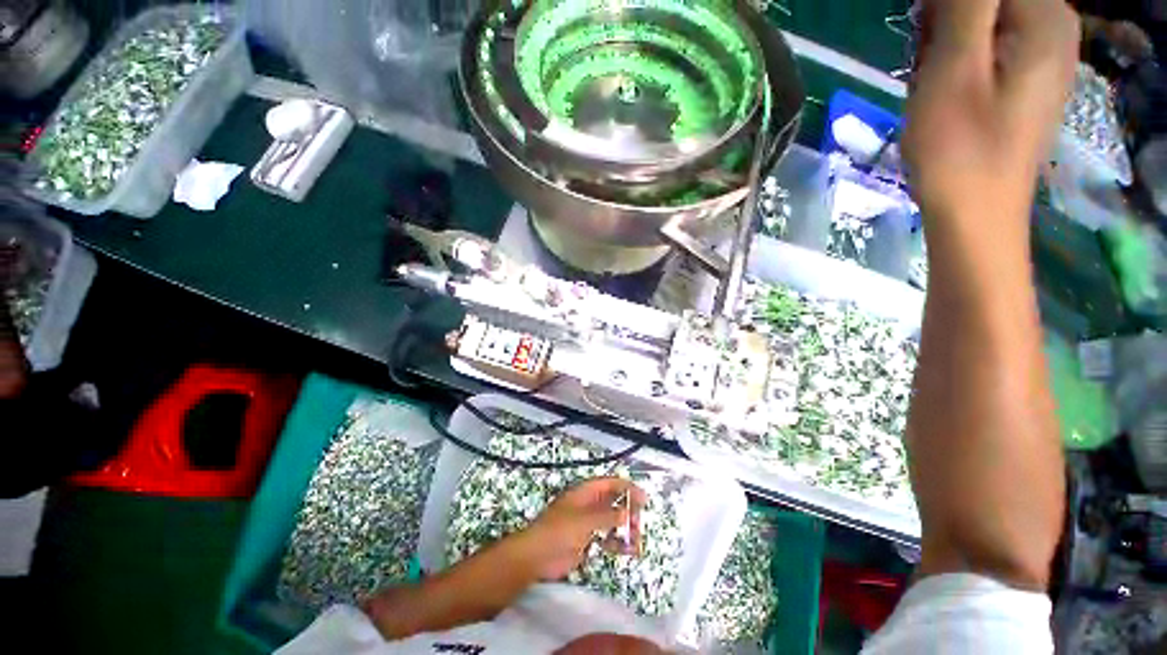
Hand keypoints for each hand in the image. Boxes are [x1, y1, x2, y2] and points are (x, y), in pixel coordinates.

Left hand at [517, 477, 645, 580]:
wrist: (536, 557)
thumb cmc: (558, 531)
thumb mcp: (584, 520)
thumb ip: (607, 516)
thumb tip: (628, 513)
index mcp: (585, 493)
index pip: (610, 484)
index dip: (627, 488)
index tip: (643, 498)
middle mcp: (588, 505)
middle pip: (613, 502)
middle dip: (628, 510)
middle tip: (639, 522)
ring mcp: (587, 523)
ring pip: (612, 521)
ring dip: (625, 529)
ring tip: (636, 541)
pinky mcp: (586, 541)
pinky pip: (606, 538)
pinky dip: (617, 543)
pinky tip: (627, 551)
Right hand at [902, 0, 1079, 227]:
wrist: (975, 214)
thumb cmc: (960, 148)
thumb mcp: (956, 68)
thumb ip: (966, 6)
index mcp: (1046, 18)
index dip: (945, 4)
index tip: (923, 35)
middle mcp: (1054, 27)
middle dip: (947, 21)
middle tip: (926, 63)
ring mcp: (1043, 55)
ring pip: (985, 20)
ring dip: (949, 42)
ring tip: (935, 83)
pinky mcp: (1028, 78)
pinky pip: (989, 44)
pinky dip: (960, 58)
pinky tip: (948, 89)